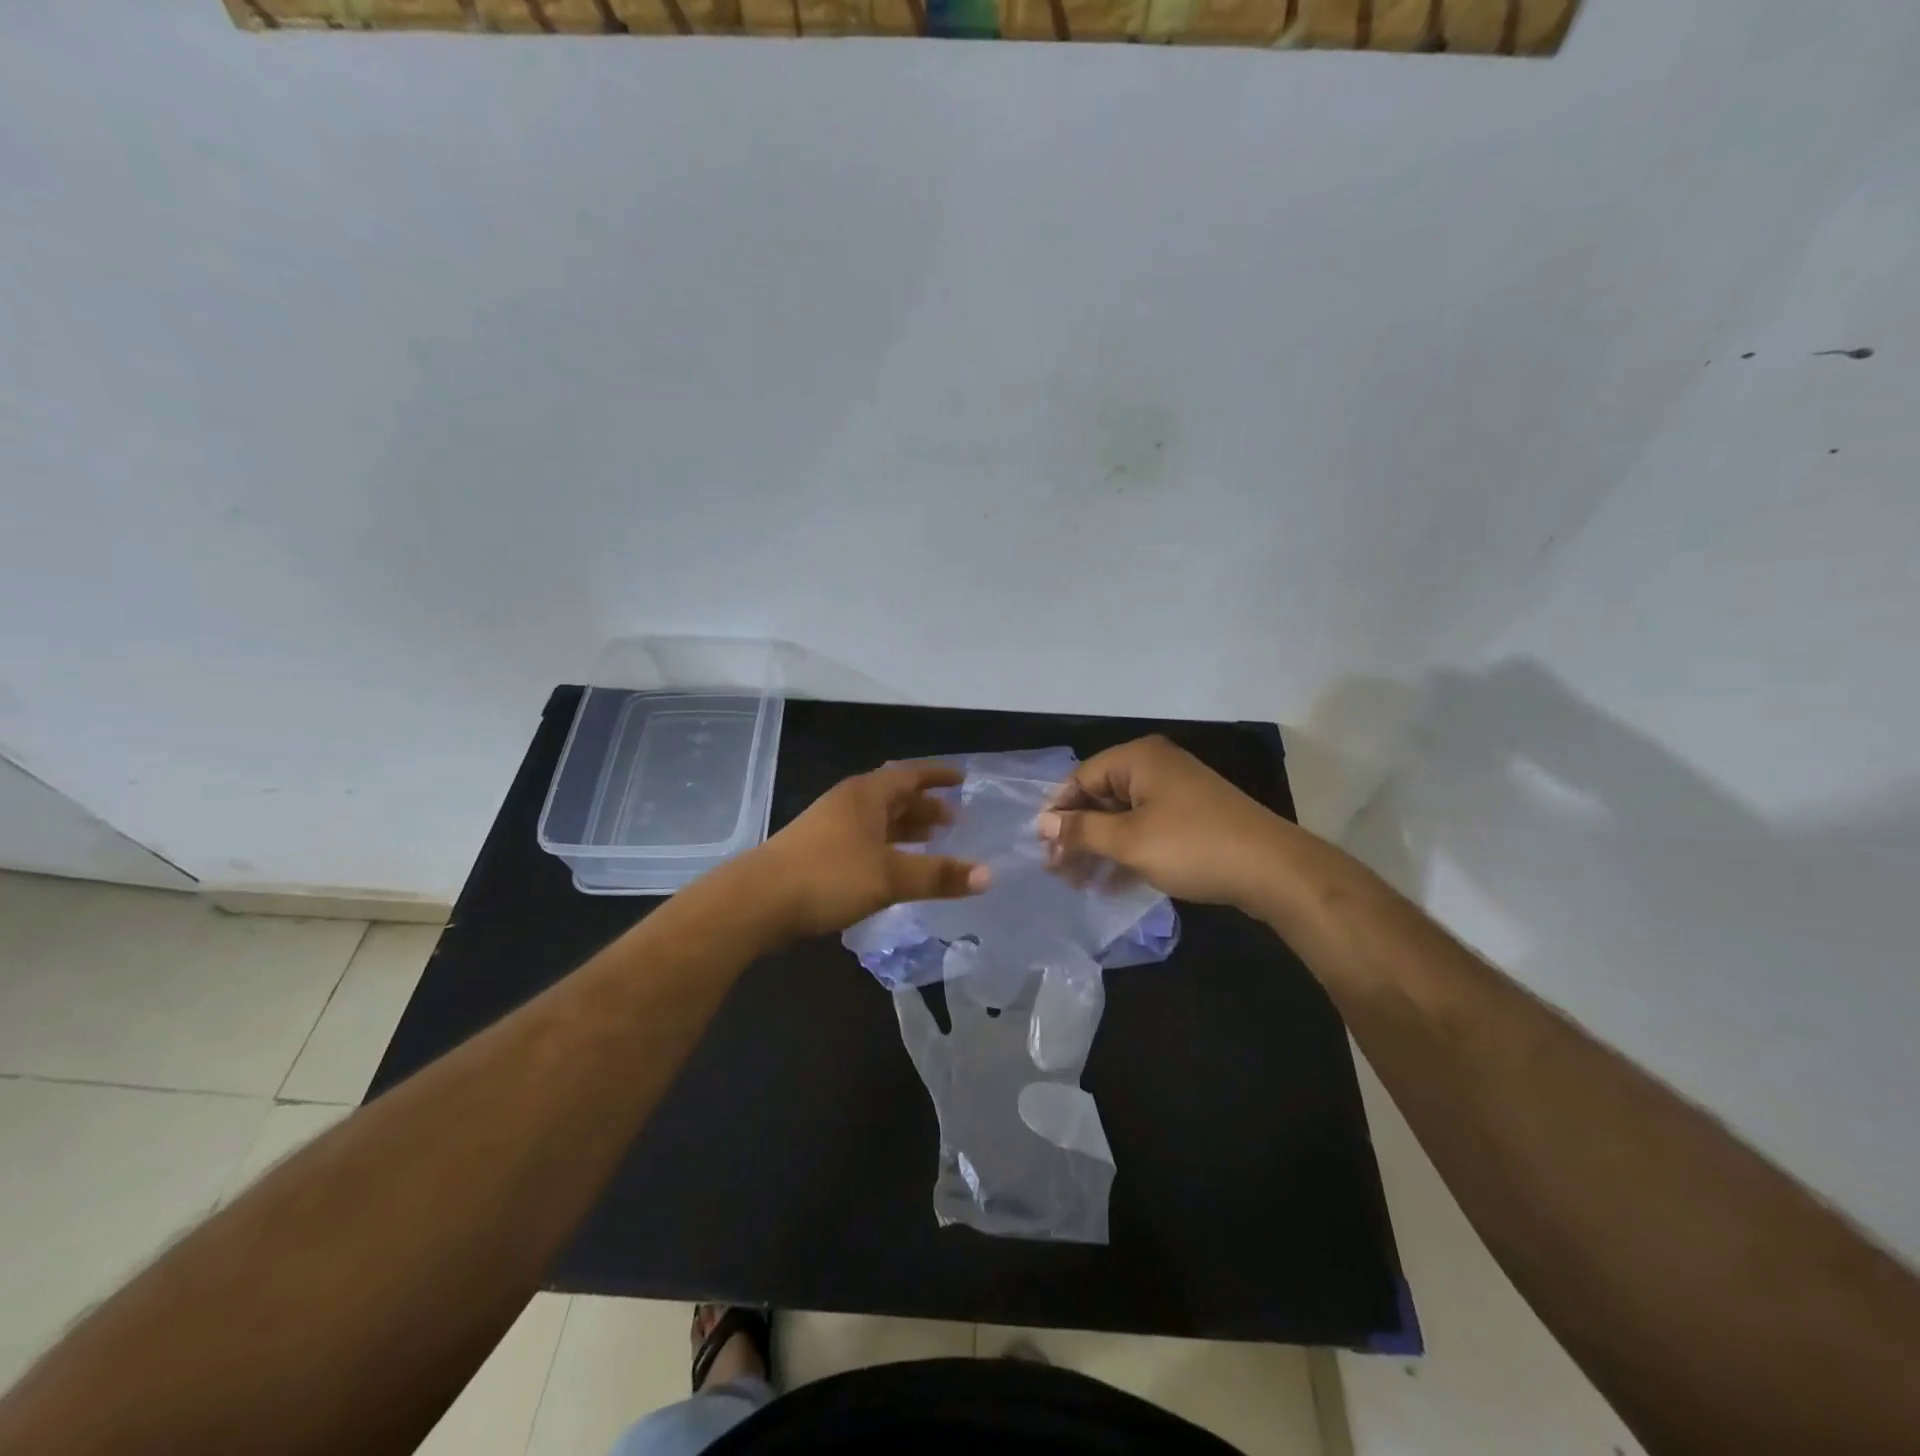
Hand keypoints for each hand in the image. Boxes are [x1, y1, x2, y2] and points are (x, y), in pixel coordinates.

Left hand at [752, 763, 989, 940]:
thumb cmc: (829, 876)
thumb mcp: (891, 876)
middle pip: (894, 797)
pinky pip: (865, 840)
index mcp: (866, 795)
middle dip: (925, 806)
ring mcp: (830, 827)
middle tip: (954, 820)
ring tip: (933, 841)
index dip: (938, 777)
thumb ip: (939, 875)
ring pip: (878, 820)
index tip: (964, 780)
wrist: (758, 901)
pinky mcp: (818, 852)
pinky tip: (895, 867)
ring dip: (906, 828)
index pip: (910, 774)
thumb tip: (988, 875)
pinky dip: (888, 847)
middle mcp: (849, 803)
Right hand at [1037, 735, 1286, 910]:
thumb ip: (1082, 830)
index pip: (1082, 777)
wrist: (1272, 870)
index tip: (1041, 845)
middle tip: (1056, 869)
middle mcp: (1156, 767)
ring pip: (1123, 817)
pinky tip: (1109, 884)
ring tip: (1077, 882)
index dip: (1058, 810)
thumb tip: (1042, 823)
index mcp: (1139, 759)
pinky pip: (1146, 829)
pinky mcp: (1191, 818)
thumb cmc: (1192, 846)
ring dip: (1099, 848)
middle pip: (1101, 797)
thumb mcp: (1128, 841)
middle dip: (1078, 833)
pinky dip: (1126, 852)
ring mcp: (1176, 793)